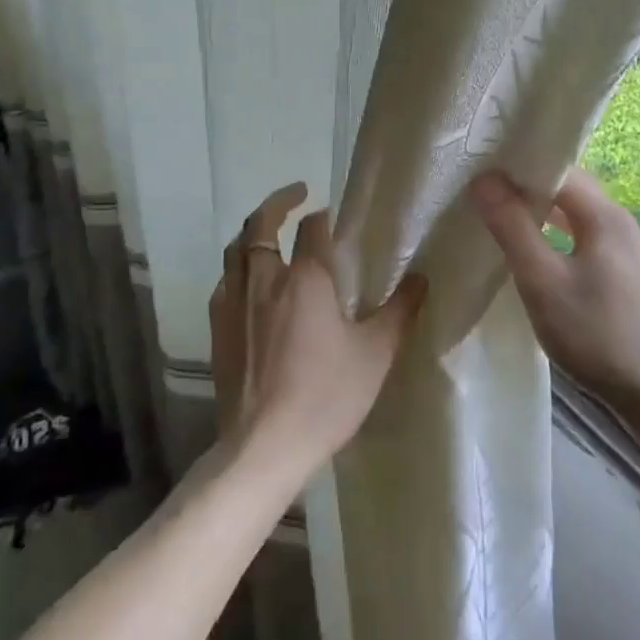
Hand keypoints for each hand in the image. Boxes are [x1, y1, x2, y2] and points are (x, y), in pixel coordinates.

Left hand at [209, 183, 425, 477]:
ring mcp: (235, 302)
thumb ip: (399, 311)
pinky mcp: (218, 327)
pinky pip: (225, 281)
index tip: (329, 214)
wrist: (264, 445)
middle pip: (260, 224)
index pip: (312, 228)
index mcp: (305, 278)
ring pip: (236, 250)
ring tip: (268, 232)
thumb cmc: (326, 396)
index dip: (322, 216)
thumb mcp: (376, 354)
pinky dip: (238, 268)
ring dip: (253, 232)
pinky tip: (248, 282)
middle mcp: (265, 279)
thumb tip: (421, 278)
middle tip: (295, 195)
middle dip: (277, 203)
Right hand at [470, 167, 639, 410]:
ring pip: (580, 219)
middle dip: (530, 190)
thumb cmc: (596, 333)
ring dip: (544, 217)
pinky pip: (589, 242)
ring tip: (506, 225)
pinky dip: (560, 240)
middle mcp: (623, 224)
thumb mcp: (542, 280)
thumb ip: (512, 226)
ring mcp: (631, 253)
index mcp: (606, 215)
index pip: (560, 170)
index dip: (520, 169)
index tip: (482, 176)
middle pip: (571, 191)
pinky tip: (541, 260)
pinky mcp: (631, 279)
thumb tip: (484, 178)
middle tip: (487, 198)